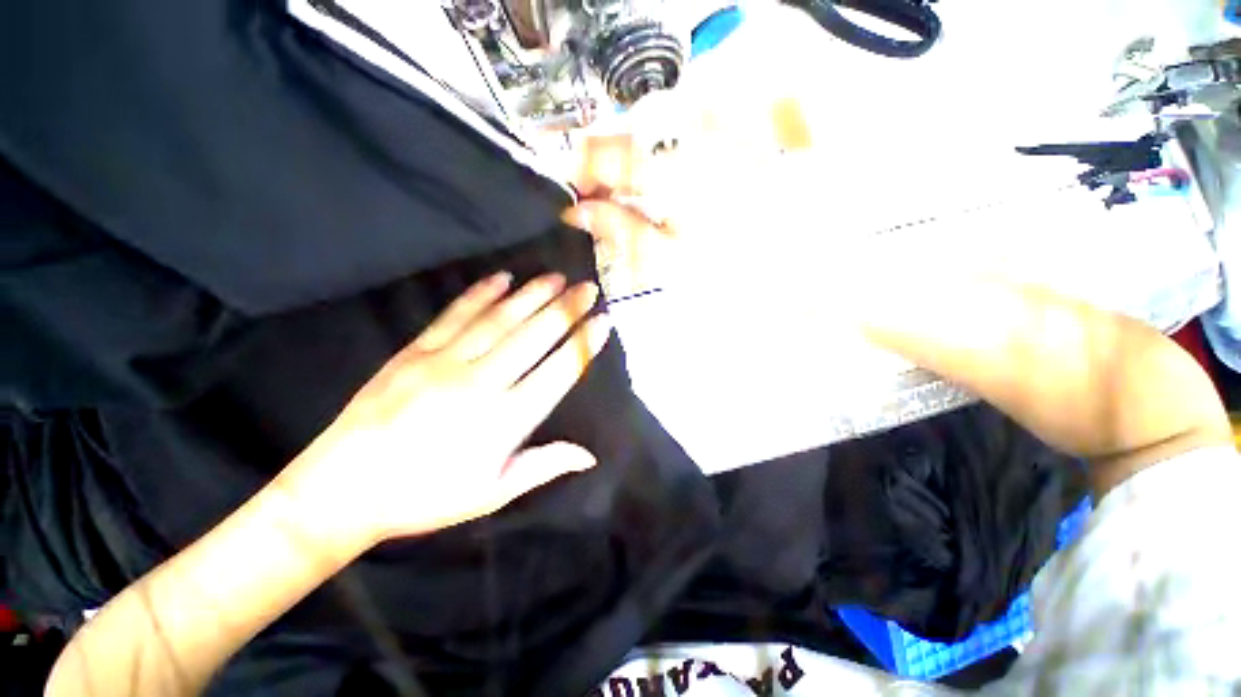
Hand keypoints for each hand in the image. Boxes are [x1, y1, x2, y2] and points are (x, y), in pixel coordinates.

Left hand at [284, 273, 611, 544]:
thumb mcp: (492, 493)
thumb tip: (589, 455)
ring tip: (556, 277)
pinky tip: (502, 278)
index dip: (585, 344)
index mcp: (506, 420)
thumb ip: (544, 465)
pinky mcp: (415, 351)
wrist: (343, 489)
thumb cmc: (426, 496)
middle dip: (567, 310)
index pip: (558, 372)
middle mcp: (482, 383)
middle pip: (534, 336)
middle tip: (589, 288)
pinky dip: (481, 294)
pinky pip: (455, 315)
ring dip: (532, 295)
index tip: (604, 321)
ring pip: (500, 319)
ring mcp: (446, 362)